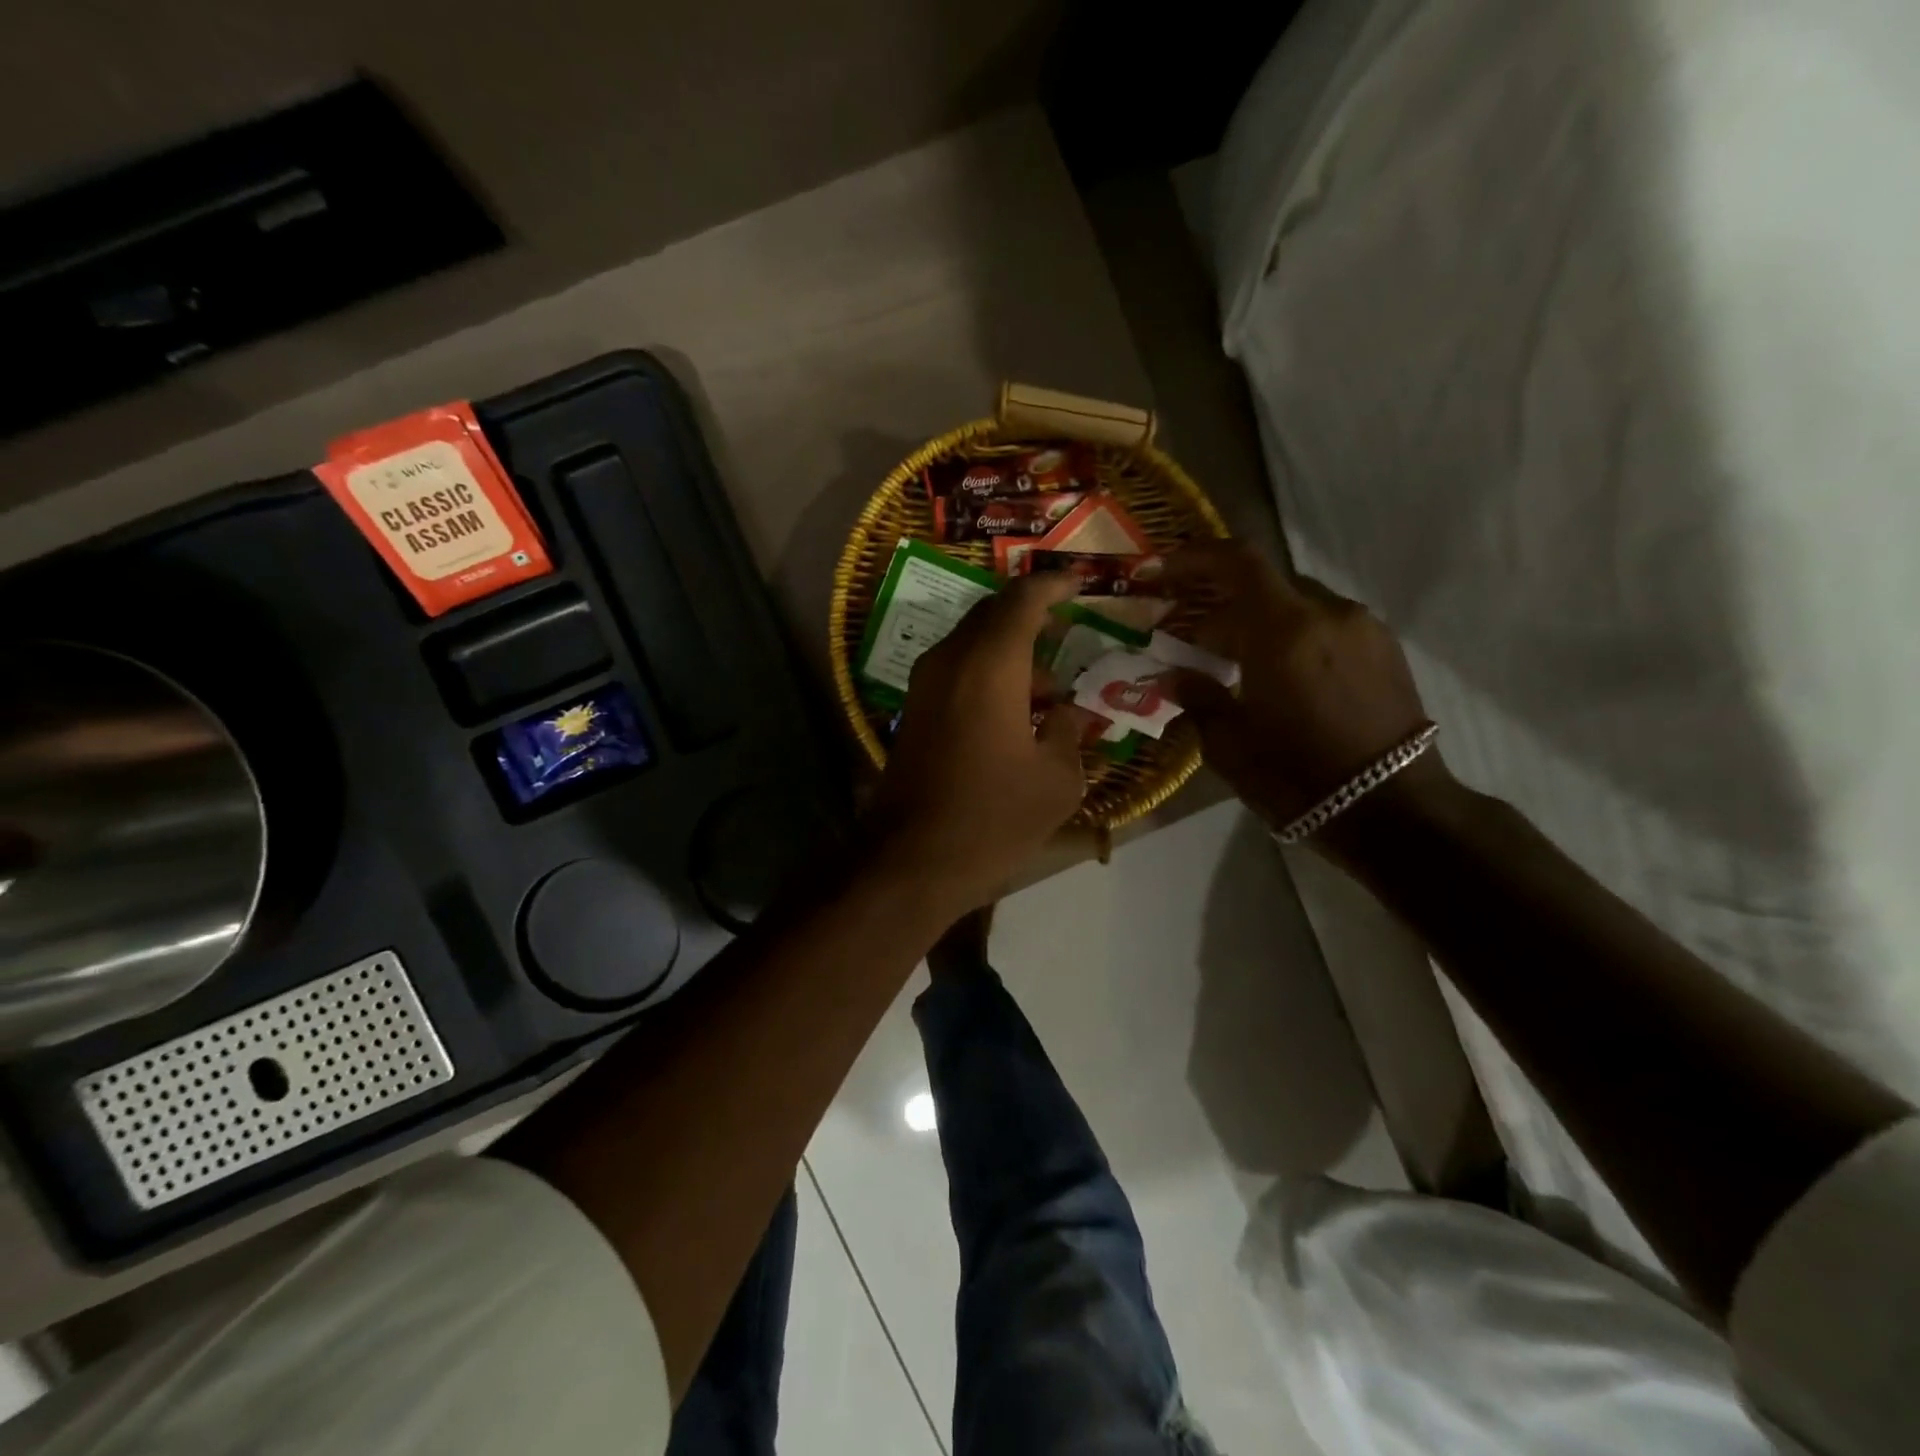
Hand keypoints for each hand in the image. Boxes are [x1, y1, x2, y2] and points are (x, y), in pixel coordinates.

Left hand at [866, 573, 1091, 910]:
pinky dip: (988, 678)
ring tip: (1050, 699)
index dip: (1053, 586)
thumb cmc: (993, 817)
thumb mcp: (1056, 780)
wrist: (911, 860)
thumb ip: (1069, 734)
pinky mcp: (913, 713)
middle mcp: (950, 661)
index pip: (1022, 600)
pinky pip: (957, 674)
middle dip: (1031, 621)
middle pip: (992, 616)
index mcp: (989, 664)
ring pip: (973, 647)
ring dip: (1011, 658)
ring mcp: (925, 687)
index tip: (1078, 582)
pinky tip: (1015, 718)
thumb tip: (1068, 715)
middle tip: (1068, 636)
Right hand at [1163, 543, 1441, 832]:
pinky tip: (1283, 677)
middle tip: (1196, 642)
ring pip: (1298, 605)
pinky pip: (1328, 625)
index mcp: (1283, 630)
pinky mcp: (1385, 650)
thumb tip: (1176, 676)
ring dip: (1262, 622)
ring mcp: (1363, 629)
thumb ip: (1197, 698)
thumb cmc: (1297, 777)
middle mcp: (1327, 613)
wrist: (1392, 810)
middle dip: (1224, 604)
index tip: (1164, 570)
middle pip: (1265, 584)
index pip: (1237, 563)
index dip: (1196, 558)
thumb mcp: (1229, 743)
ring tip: (1240, 665)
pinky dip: (1295, 636)